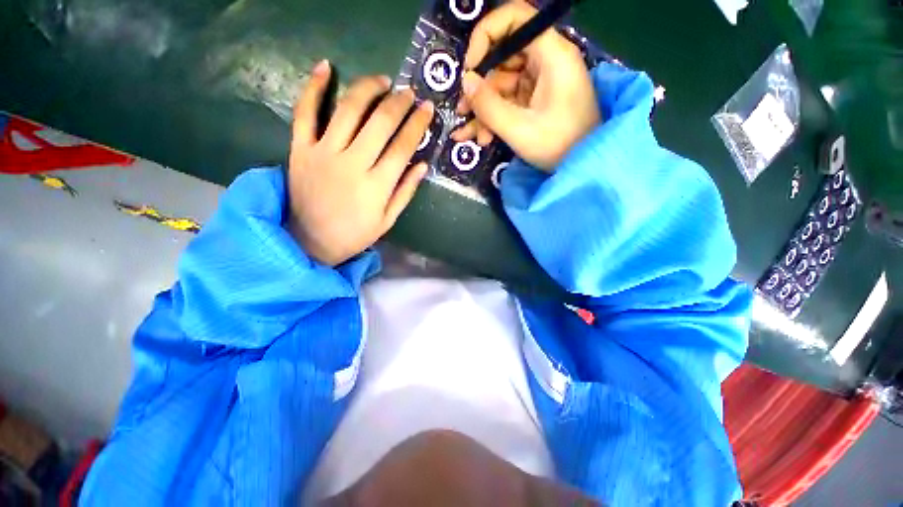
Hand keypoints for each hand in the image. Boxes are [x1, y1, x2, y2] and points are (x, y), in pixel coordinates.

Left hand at [287, 60, 434, 265]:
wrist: (310, 241)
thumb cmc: (355, 234)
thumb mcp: (387, 220)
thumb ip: (405, 191)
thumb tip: (422, 164)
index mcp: (376, 185)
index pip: (402, 146)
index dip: (417, 124)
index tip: (427, 109)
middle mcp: (352, 163)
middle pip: (380, 122)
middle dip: (398, 103)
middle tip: (408, 93)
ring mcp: (323, 153)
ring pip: (348, 110)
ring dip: (368, 89)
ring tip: (382, 81)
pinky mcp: (300, 149)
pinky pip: (304, 112)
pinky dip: (313, 87)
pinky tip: (326, 66)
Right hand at [451, 1, 599, 169]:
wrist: (583, 166)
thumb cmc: (558, 146)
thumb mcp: (519, 128)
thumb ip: (489, 105)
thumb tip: (466, 81)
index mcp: (551, 55)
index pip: (514, 18)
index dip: (486, 35)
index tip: (470, 68)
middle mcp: (546, 61)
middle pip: (503, 57)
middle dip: (480, 87)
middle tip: (463, 110)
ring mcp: (540, 83)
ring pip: (501, 85)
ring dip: (483, 110)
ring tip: (468, 134)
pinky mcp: (535, 101)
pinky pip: (508, 102)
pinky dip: (493, 118)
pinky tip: (480, 137)